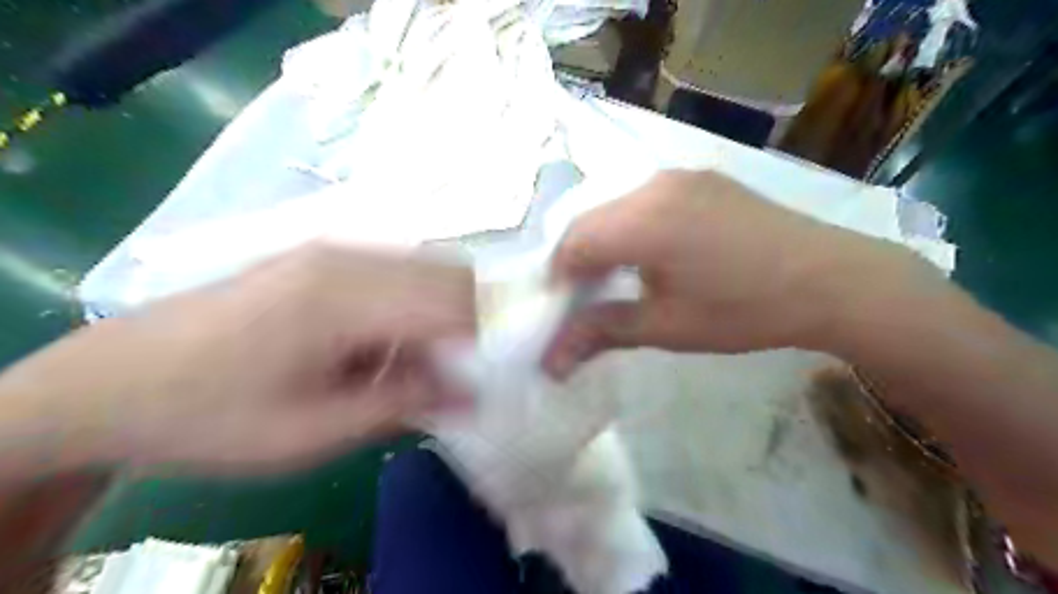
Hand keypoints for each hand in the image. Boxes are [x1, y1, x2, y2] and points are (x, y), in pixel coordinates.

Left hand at [0, 244, 472, 474]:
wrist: (113, 383)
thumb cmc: (214, 416)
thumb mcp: (314, 432)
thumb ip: (403, 403)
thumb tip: (473, 394)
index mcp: (344, 296)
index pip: (453, 300)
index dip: (490, 333)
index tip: (501, 372)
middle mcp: (346, 257)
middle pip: (447, 275)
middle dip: (471, 322)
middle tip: (465, 372)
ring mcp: (331, 251)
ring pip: (424, 271)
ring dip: (440, 316)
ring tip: (422, 365)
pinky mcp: (319, 259)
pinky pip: (394, 274)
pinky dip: (411, 308)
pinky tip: (386, 346)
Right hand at [550, 169, 904, 370]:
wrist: (833, 280)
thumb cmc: (746, 311)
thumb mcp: (668, 328)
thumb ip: (603, 332)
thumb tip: (550, 361)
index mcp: (644, 221)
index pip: (573, 243)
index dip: (558, 278)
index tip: (563, 310)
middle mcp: (654, 185)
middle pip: (589, 221)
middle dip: (577, 261)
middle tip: (585, 299)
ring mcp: (679, 177)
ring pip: (615, 208)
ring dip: (603, 242)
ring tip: (615, 279)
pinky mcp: (700, 179)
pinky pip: (644, 200)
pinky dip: (630, 227)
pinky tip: (649, 255)